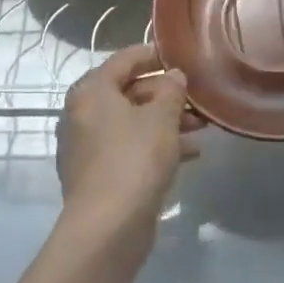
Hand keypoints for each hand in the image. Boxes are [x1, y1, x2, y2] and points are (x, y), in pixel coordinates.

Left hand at [56, 43, 201, 237]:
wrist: (107, 227)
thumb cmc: (134, 160)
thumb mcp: (161, 118)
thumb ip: (171, 91)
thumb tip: (173, 76)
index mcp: (91, 91)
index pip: (124, 59)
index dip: (153, 55)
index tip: (180, 56)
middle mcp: (82, 114)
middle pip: (128, 92)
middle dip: (165, 95)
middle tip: (198, 99)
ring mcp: (87, 146)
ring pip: (131, 122)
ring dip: (165, 121)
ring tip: (201, 128)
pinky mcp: (97, 174)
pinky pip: (129, 148)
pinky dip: (155, 145)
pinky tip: (189, 155)